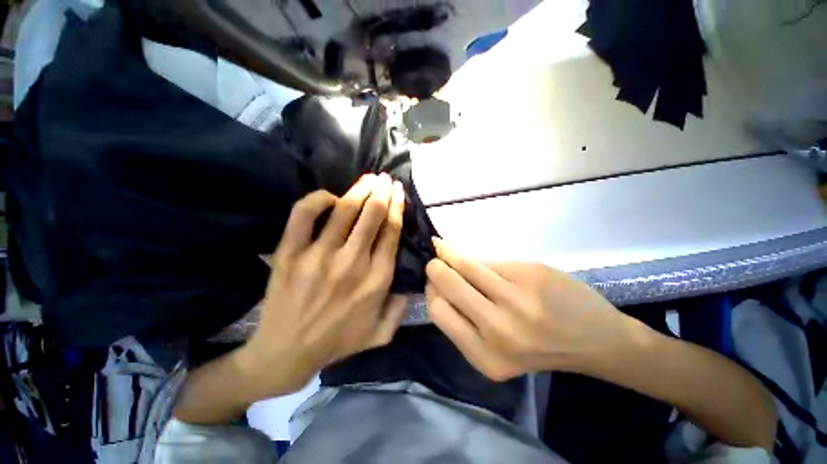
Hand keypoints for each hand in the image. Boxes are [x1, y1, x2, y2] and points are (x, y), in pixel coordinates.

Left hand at [238, 174, 407, 396]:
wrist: (286, 352)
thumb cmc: (337, 341)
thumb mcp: (381, 333)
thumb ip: (401, 309)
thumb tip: (409, 283)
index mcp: (377, 279)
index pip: (391, 232)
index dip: (398, 207)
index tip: (399, 191)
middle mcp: (353, 263)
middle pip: (373, 215)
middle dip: (382, 192)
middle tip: (386, 179)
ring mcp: (320, 256)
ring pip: (345, 210)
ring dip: (360, 189)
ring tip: (369, 178)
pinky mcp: (291, 253)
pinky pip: (304, 215)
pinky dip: (318, 199)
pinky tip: (330, 197)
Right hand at [425, 238, 633, 380]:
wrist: (595, 339)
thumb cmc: (539, 348)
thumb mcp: (496, 351)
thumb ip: (463, 320)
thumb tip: (435, 281)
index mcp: (485, 356)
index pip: (437, 310)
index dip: (431, 291)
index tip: (433, 282)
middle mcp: (499, 328)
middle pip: (447, 283)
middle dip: (435, 267)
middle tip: (436, 261)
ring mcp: (518, 298)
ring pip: (466, 264)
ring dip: (452, 254)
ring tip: (447, 250)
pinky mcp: (532, 273)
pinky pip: (491, 261)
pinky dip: (483, 262)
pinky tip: (487, 265)